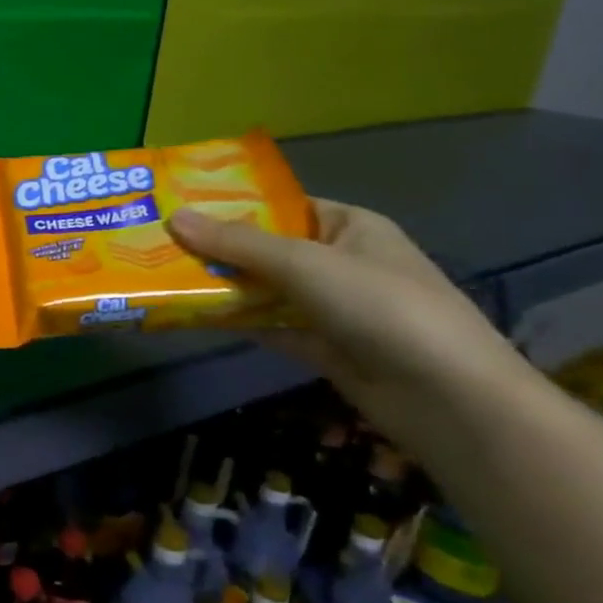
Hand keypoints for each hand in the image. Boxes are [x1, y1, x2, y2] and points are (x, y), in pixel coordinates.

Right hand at [168, 199, 538, 438]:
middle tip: (156, 242)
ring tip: (161, 276)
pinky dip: (235, 320)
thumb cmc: (381, 307)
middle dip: (217, 247)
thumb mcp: (305, 264)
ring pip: (263, 288)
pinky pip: (267, 324)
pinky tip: (191, 314)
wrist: (447, 398)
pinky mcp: (320, 346)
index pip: (281, 205)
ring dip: (221, 285)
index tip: (178, 205)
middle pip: (266, 248)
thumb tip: (174, 217)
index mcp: (348, 226)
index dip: (232, 204)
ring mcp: (330, 307)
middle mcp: (339, 261)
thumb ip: (238, 243)